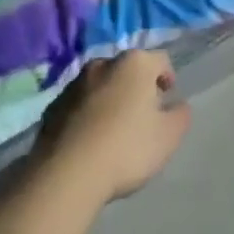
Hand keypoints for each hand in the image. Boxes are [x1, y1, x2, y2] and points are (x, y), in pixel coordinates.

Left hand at [35, 51, 191, 201]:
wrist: (66, 174)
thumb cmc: (126, 148)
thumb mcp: (168, 137)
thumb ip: (180, 115)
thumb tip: (178, 105)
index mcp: (135, 64)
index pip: (160, 60)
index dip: (167, 78)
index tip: (167, 100)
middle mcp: (104, 63)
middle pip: (128, 70)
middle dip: (136, 88)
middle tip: (142, 117)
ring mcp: (74, 83)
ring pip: (101, 86)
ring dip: (110, 100)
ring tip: (113, 131)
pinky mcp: (53, 106)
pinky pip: (78, 105)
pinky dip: (87, 115)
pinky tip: (89, 142)